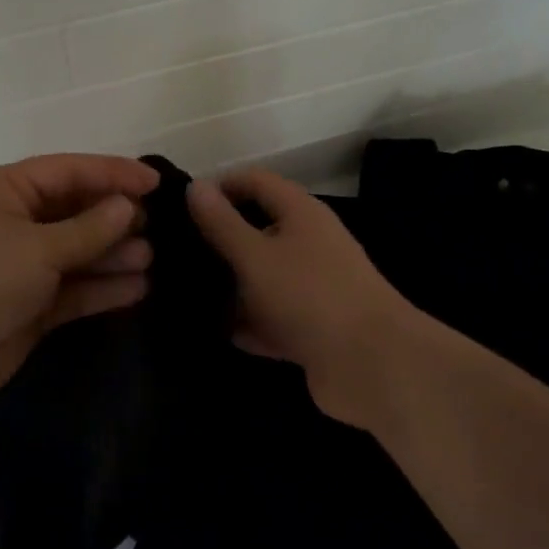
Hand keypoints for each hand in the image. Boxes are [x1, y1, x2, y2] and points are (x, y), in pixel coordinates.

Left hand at [0, 154, 160, 407]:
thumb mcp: (36, 247)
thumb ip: (87, 229)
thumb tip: (127, 206)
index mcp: (9, 190)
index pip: (70, 171)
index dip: (113, 173)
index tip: (156, 182)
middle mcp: (18, 223)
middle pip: (76, 211)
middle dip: (115, 217)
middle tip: (156, 225)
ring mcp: (24, 267)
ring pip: (79, 253)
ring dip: (113, 254)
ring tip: (152, 258)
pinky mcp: (31, 307)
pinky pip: (74, 290)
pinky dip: (102, 289)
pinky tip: (137, 288)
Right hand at [187, 167, 423, 427]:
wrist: (373, 366)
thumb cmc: (310, 296)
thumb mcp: (255, 255)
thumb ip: (222, 223)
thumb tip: (195, 185)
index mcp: (301, 213)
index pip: (255, 181)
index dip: (219, 187)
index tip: (180, 207)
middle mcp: (309, 243)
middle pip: (258, 229)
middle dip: (220, 240)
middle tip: (174, 253)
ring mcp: (313, 288)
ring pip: (263, 277)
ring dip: (231, 286)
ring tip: (184, 293)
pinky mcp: (313, 328)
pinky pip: (272, 317)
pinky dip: (249, 323)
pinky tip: (214, 332)